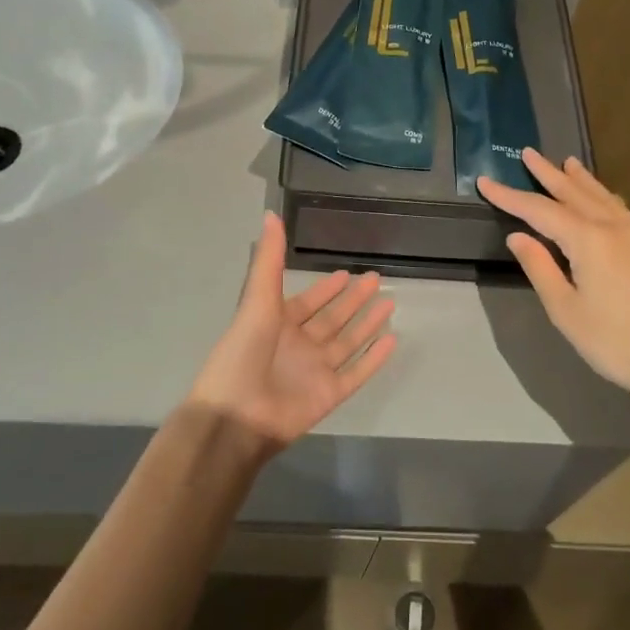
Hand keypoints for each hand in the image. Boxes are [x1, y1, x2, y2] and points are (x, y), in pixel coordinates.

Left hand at [187, 212, 397, 452]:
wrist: (236, 414)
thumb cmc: (243, 353)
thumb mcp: (257, 299)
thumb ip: (268, 259)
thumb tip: (270, 214)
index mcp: (278, 323)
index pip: (309, 302)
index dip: (327, 289)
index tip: (347, 274)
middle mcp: (299, 345)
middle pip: (333, 319)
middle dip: (353, 301)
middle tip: (377, 279)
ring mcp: (315, 371)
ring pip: (348, 343)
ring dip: (368, 324)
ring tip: (391, 304)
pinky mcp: (329, 394)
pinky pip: (357, 373)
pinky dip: (374, 358)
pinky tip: (392, 340)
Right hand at [478, 150, 629, 414]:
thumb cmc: (618, 343)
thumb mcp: (567, 311)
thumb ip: (540, 269)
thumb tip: (518, 236)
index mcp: (588, 240)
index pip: (539, 211)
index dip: (509, 196)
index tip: (485, 181)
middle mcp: (614, 228)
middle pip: (574, 193)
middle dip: (548, 174)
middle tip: (528, 152)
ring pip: (602, 198)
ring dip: (581, 179)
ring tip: (568, 162)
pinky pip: (620, 210)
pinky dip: (603, 196)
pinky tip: (604, 200)